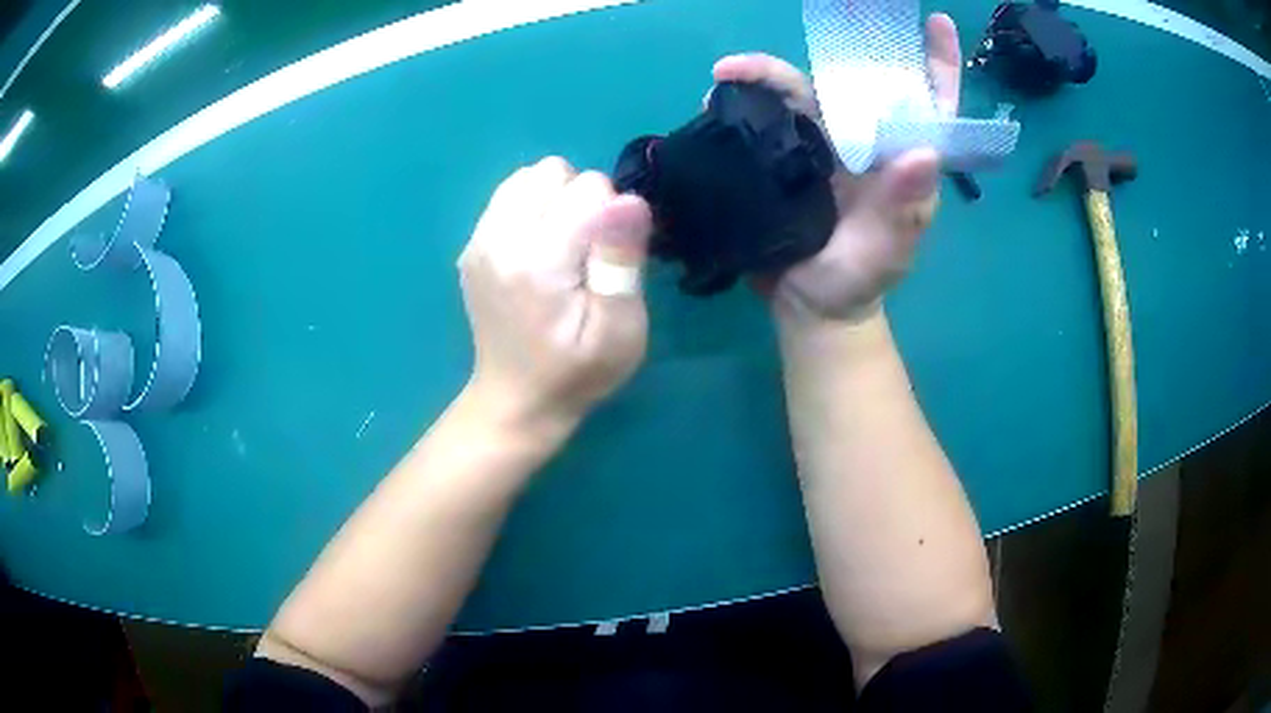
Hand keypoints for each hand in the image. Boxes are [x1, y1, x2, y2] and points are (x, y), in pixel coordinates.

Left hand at [458, 157, 653, 435]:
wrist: (516, 400)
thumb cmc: (578, 372)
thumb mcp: (620, 330)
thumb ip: (622, 260)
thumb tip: (628, 199)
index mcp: (538, 260)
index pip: (589, 187)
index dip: (614, 217)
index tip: (610, 261)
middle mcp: (499, 238)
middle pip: (553, 171)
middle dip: (582, 198)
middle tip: (587, 251)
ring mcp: (478, 240)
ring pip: (528, 176)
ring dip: (556, 199)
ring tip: (563, 246)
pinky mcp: (472, 245)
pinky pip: (508, 196)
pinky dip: (532, 209)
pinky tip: (538, 250)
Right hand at [711, 13, 961, 323]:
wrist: (809, 306)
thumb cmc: (857, 282)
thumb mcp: (886, 253)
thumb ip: (904, 212)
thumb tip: (924, 153)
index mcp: (899, 156)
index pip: (927, 103)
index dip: (936, 62)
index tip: (936, 23)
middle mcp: (863, 139)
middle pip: (854, 79)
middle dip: (831, 47)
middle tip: (804, 24)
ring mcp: (821, 143)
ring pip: (799, 91)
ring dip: (763, 75)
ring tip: (726, 73)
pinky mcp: (784, 153)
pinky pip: (762, 117)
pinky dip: (738, 103)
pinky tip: (714, 101)